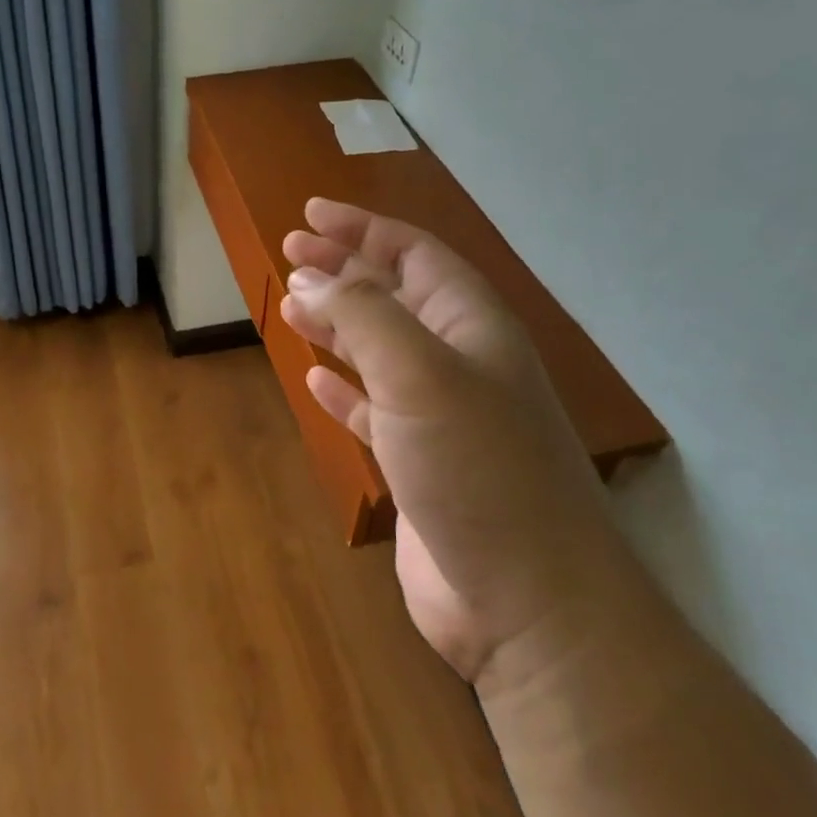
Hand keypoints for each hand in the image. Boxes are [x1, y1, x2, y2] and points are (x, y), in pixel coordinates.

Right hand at [280, 199, 640, 686]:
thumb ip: (362, 317)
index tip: (309, 215)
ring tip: (292, 306)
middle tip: (289, 254)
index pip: (413, 254)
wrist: (528, 601)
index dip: (362, 228)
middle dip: (343, 270)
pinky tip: (316, 379)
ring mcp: (440, 416)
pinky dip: (343, 389)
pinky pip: (373, 409)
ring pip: (379, 350)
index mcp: (471, 326)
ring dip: (337, 324)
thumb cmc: (479, 468)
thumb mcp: (419, 374)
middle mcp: (459, 362)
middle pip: (394, 296)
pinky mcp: (419, 465)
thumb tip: (310, 279)